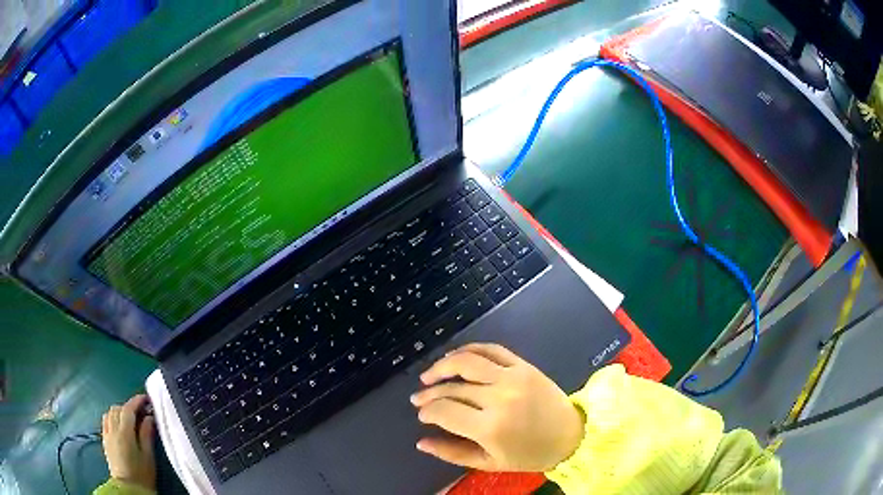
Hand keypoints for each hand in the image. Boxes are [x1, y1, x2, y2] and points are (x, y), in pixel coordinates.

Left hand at [101, 394, 155, 490]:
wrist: (129, 489)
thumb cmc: (142, 474)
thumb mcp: (148, 456)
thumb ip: (147, 434)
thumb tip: (148, 417)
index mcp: (124, 432)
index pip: (128, 409)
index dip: (137, 401)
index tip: (146, 398)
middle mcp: (113, 429)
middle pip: (118, 409)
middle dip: (129, 407)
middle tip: (141, 412)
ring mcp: (107, 434)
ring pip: (110, 413)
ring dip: (120, 411)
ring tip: (130, 418)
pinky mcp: (105, 440)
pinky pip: (106, 421)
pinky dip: (113, 417)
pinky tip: (119, 425)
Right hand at [411, 343, 583, 471]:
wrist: (570, 435)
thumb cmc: (529, 455)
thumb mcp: (488, 462)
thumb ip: (452, 453)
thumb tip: (421, 442)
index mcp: (490, 427)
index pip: (444, 411)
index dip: (427, 411)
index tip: (422, 415)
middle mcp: (499, 398)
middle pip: (452, 388)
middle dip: (429, 393)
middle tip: (418, 398)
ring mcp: (512, 377)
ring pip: (466, 362)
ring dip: (442, 365)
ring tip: (428, 375)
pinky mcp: (523, 365)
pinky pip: (490, 349)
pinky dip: (469, 349)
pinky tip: (455, 357)